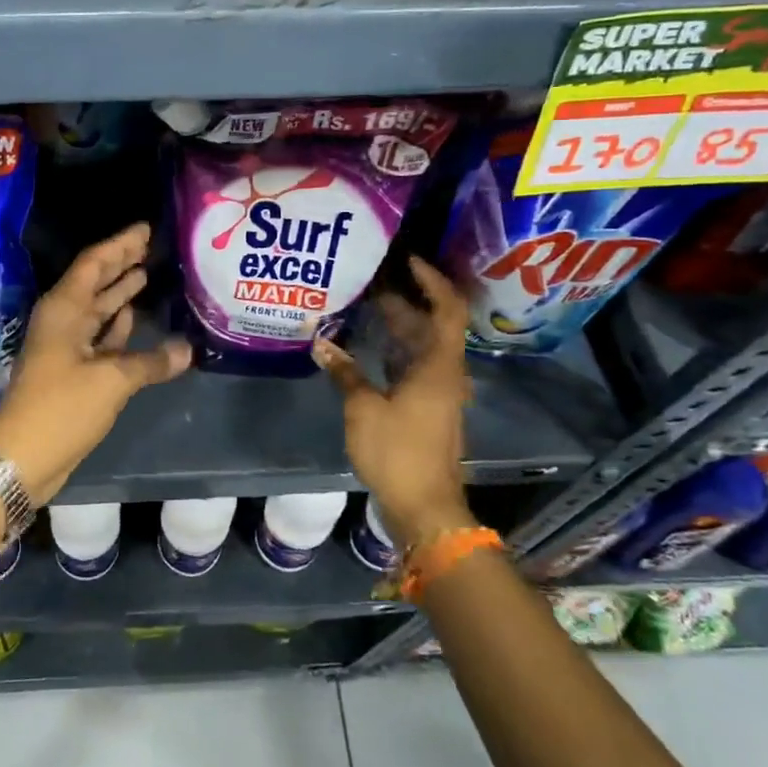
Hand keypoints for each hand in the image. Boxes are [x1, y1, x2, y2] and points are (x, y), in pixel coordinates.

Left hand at [0, 222, 191, 502]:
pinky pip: (99, 336)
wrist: (23, 455)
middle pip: (95, 281)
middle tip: (154, 246)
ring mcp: (66, 345)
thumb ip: (150, 361)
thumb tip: (187, 349)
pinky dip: (117, 327)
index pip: (94, 262)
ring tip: (149, 273)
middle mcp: (64, 319)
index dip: (121, 244)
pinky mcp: (72, 369)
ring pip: (97, 309)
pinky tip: (135, 317)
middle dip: (122, 263)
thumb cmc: (62, 407)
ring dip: (120, 293)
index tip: (147, 228)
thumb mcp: (111, 380)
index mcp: (64, 309)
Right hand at [312, 257, 473, 548]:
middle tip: (371, 278)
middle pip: (432, 325)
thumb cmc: (398, 451)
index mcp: (439, 366)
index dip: (432, 281)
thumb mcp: (364, 408)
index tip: (408, 260)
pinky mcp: (427, 407)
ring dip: (397, 326)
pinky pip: (413, 366)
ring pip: (421, 347)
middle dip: (404, 300)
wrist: (424, 506)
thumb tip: (320, 343)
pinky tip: (365, 346)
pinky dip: (393, 351)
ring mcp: (438, 392)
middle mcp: (446, 373)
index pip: (447, 309)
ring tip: (364, 304)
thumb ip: (344, 371)